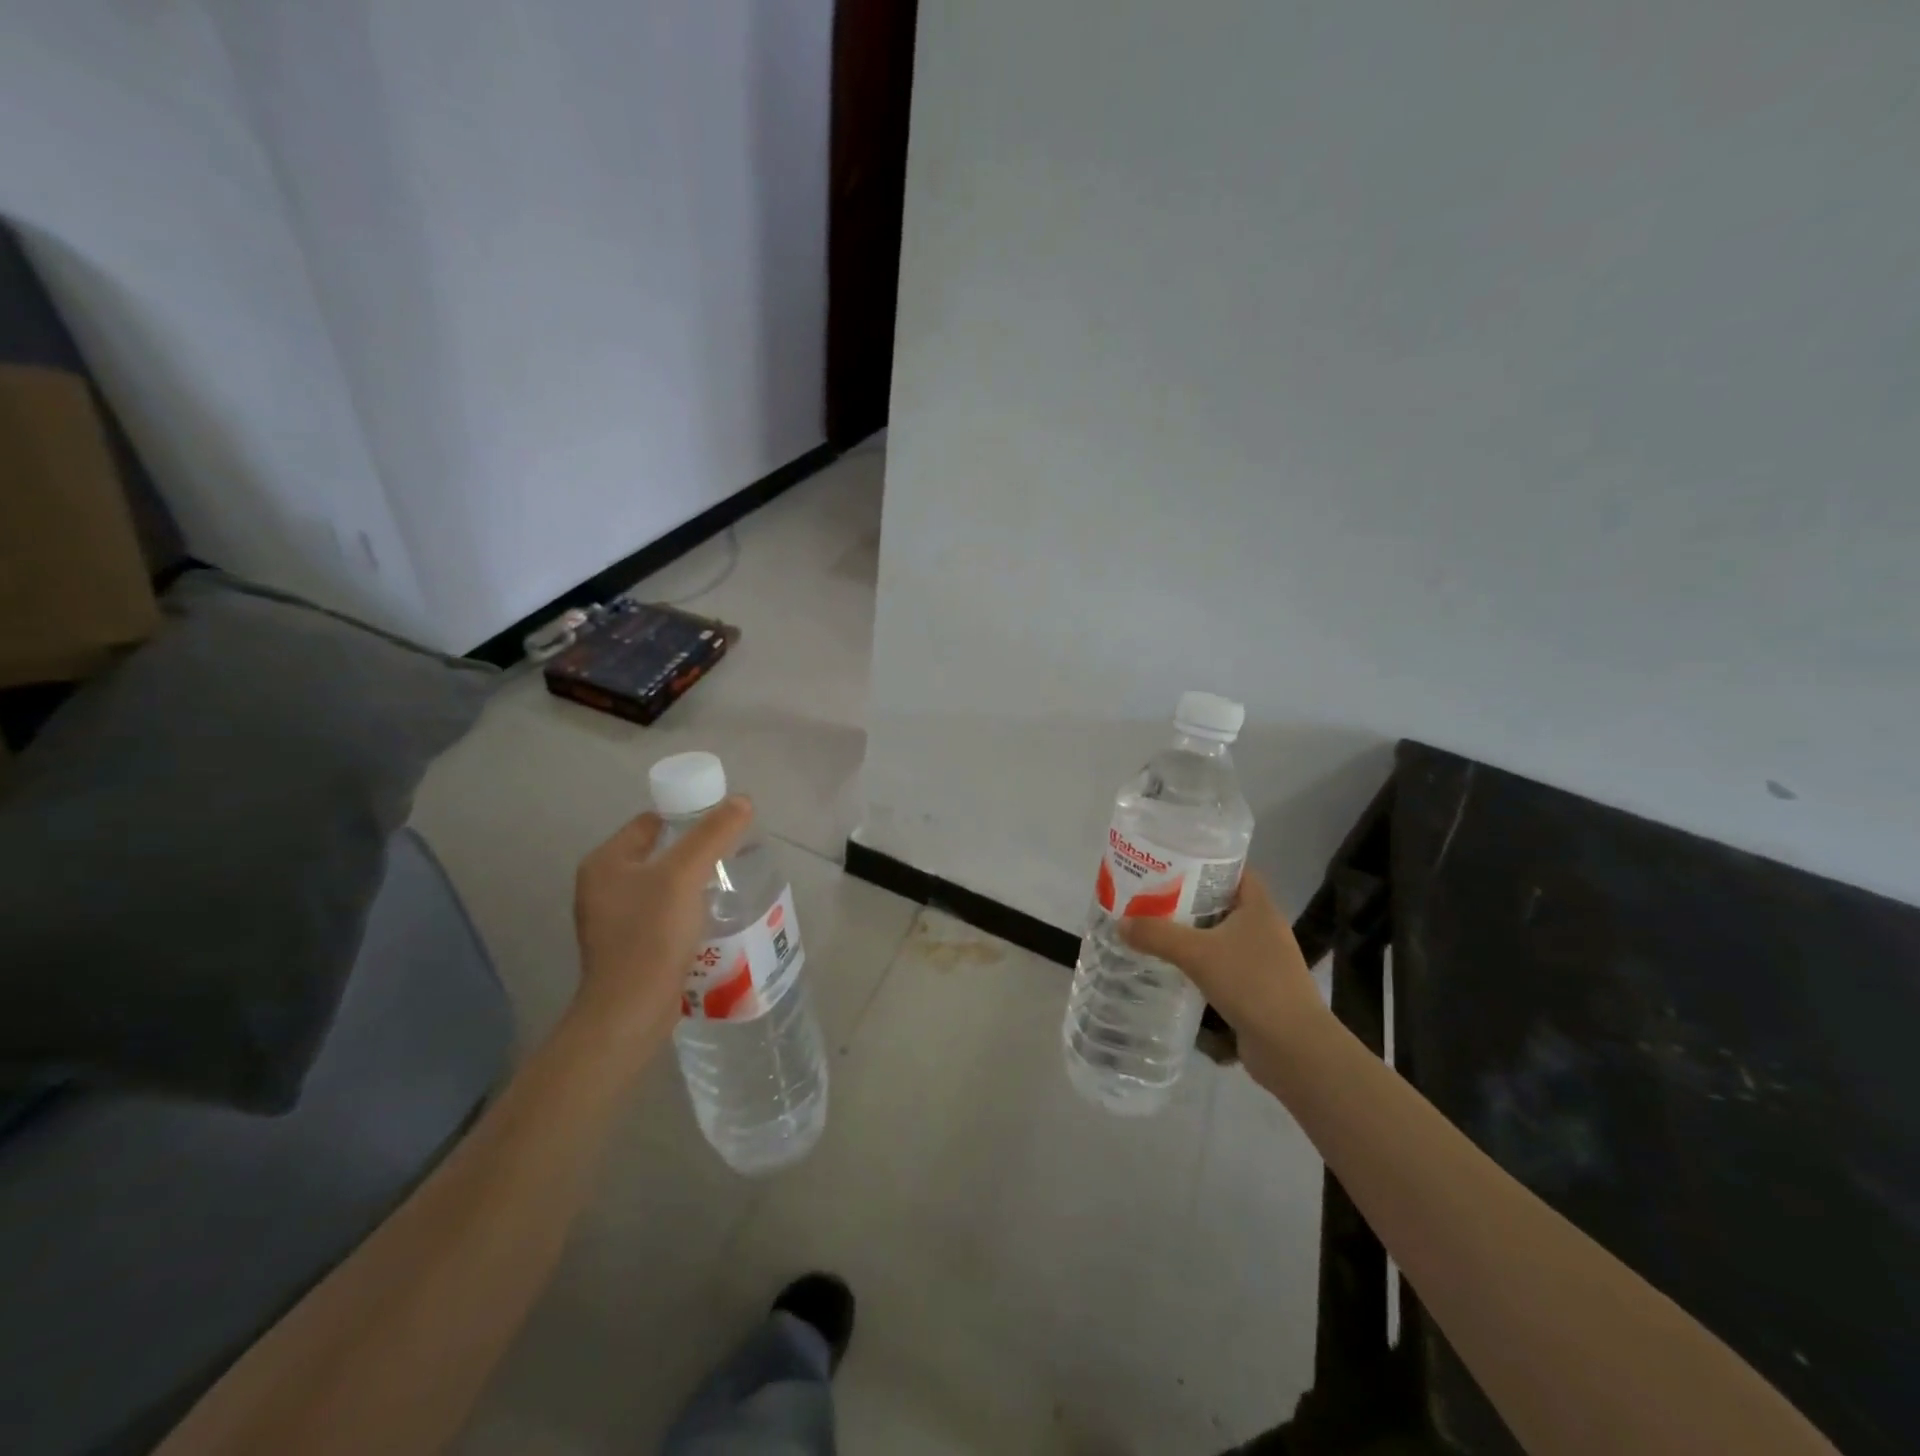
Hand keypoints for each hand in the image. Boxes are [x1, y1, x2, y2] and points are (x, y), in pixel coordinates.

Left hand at [569, 796, 753, 1064]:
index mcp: (605, 862)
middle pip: (659, 853)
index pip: (651, 822)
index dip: (687, 817)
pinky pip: (663, 915)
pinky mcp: (629, 947)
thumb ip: (713, 834)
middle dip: (696, 852)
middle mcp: (602, 887)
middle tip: (733, 854)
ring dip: (694, 883)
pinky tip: (713, 917)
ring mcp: (613, 920)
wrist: (630, 1012)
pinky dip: (687, 910)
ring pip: (663, 886)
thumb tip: (742, 800)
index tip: (723, 825)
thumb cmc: (651, 935)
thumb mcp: (685, 875)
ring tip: (730, 884)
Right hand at [1120, 872, 1323, 1086]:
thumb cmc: (1251, 984)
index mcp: (1259, 907)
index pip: (1233, 869)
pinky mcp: (1257, 988)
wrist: (1293, 1048)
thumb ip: (1157, 935)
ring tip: (1154, 929)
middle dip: (1188, 899)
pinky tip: (1173, 968)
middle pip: (1221, 902)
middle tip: (1150, 895)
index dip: (1204, 861)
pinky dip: (1200, 964)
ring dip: (1192, 934)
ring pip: (1221, 936)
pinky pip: (1223, 965)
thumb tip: (1120, 923)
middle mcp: (1264, 928)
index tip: (1170, 862)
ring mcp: (1264, 960)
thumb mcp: (1197, 954)